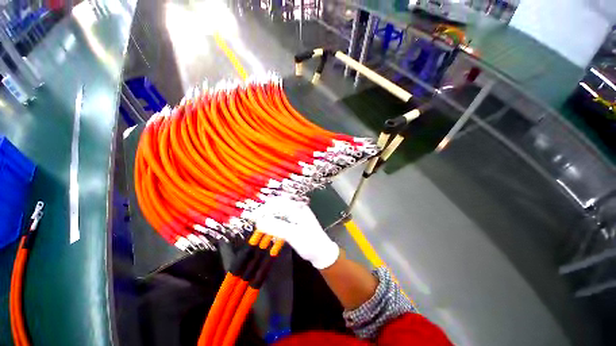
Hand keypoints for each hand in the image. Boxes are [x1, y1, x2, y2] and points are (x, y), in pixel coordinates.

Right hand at [249, 197, 339, 268]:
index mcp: (297, 207)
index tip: (251, 217)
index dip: (263, 209)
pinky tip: (268, 227)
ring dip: (268, 217)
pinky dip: (273, 222)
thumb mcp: (292, 235)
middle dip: (264, 211)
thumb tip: (258, 221)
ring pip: (278, 211)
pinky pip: (281, 218)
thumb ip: (276, 227)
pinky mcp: (295, 221)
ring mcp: (296, 214)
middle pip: (276, 205)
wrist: (322, 252)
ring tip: (258, 224)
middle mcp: (296, 207)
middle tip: (253, 220)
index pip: (276, 203)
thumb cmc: (309, 243)